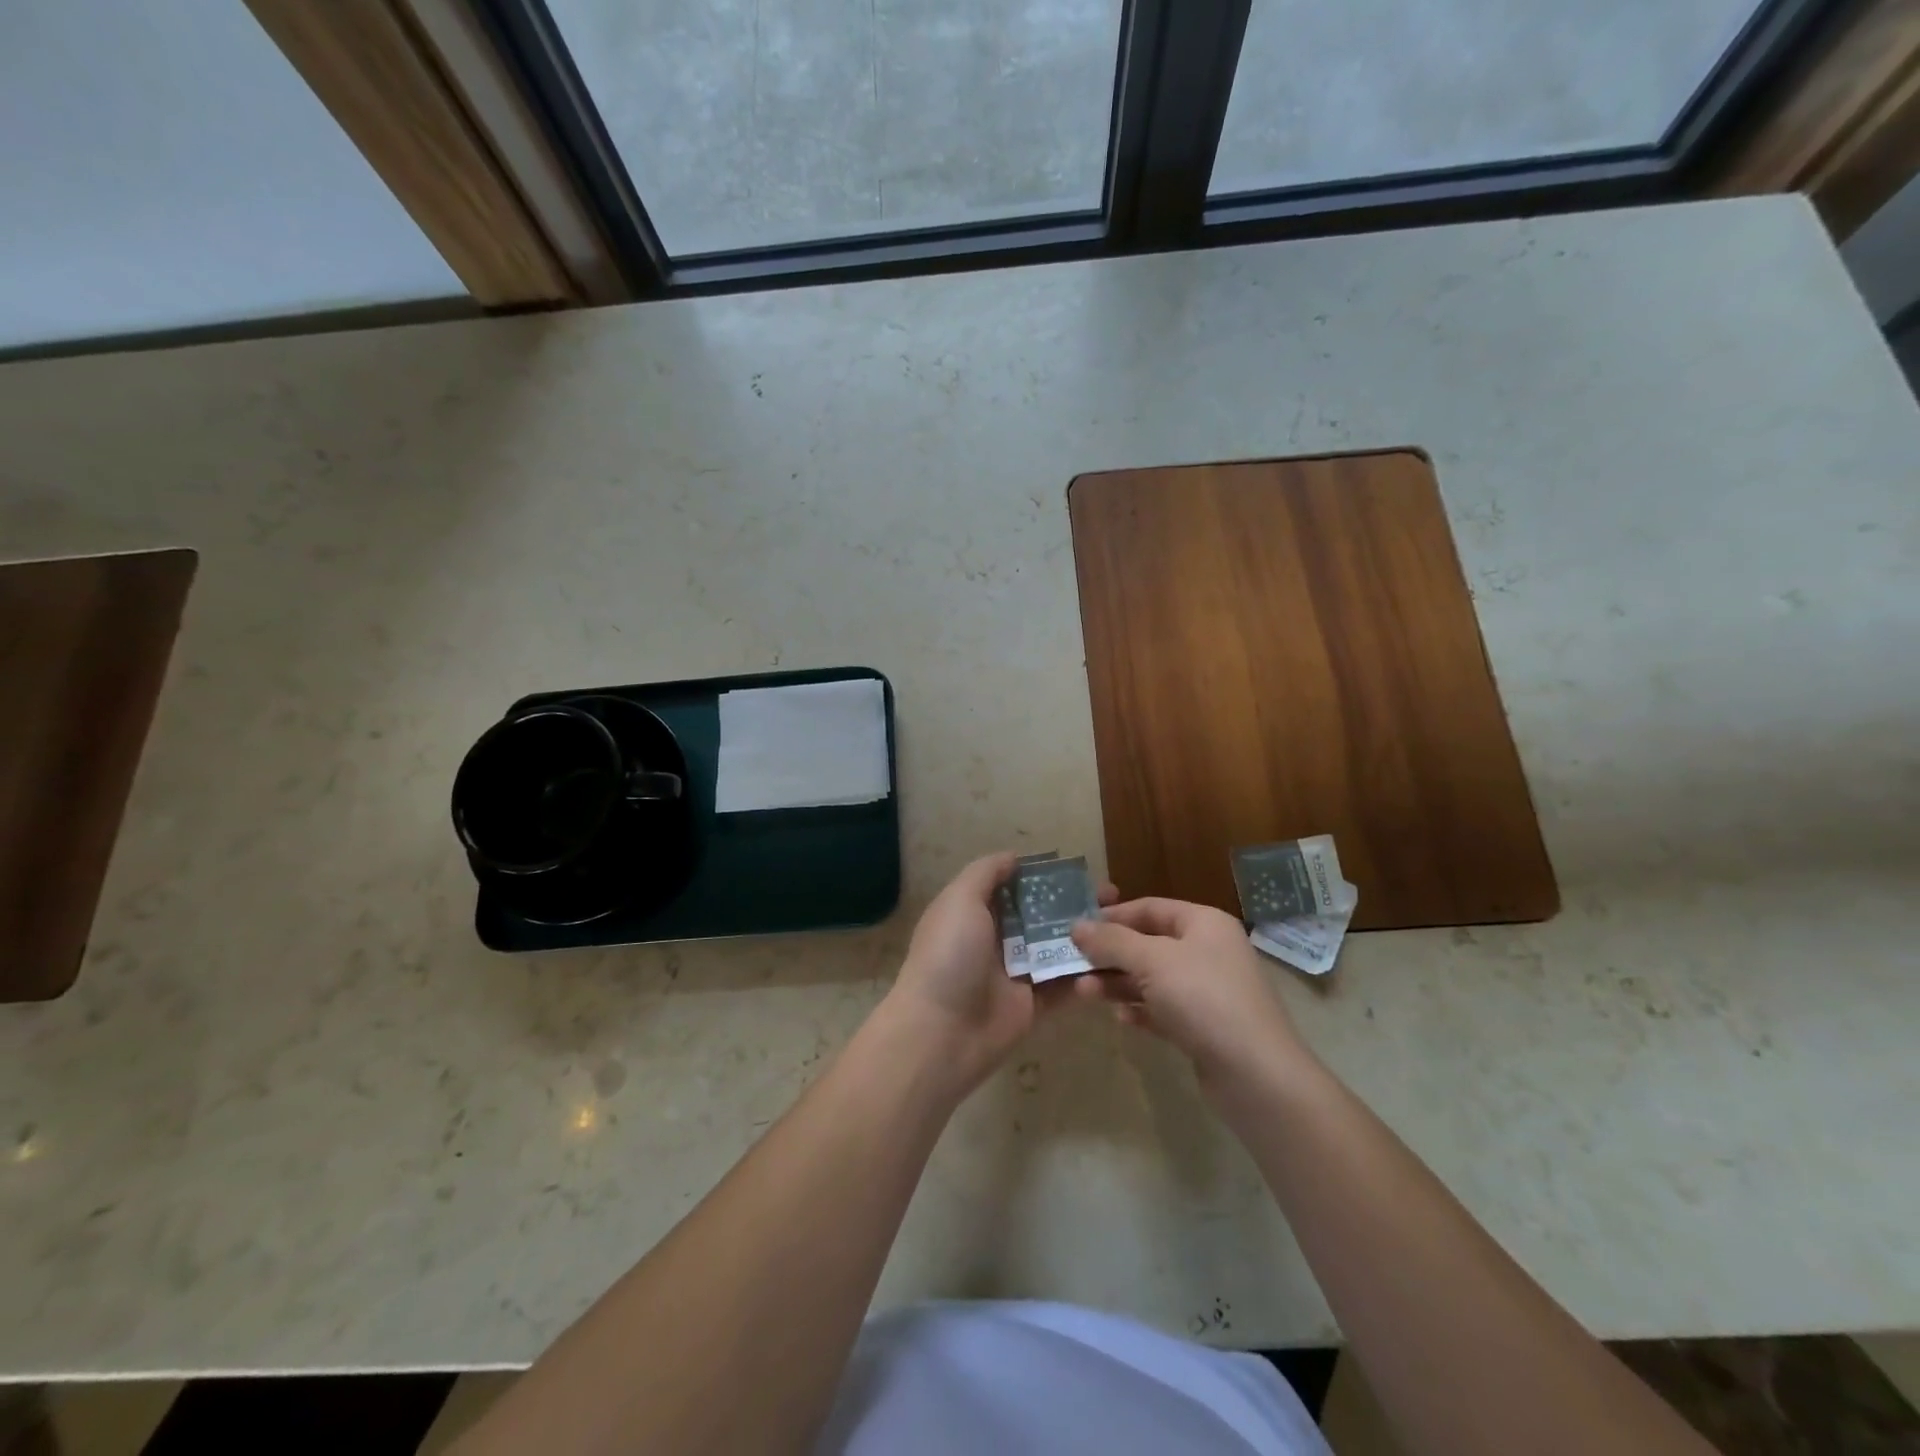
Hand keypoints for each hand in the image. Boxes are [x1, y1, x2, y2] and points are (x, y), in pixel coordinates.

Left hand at [882, 852, 1115, 1092]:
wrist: (941, 1032)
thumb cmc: (949, 956)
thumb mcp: (960, 900)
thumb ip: (986, 873)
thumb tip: (1014, 857)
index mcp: (976, 912)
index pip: (1016, 886)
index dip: (1046, 877)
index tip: (1081, 870)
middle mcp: (997, 939)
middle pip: (1042, 915)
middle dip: (1075, 904)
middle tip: (1114, 898)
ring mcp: (1016, 972)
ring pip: (1057, 948)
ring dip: (1087, 936)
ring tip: (1123, 926)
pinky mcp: (1033, 1005)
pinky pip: (1065, 985)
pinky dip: (1086, 974)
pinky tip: (1116, 960)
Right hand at [1070, 898, 1308, 1091]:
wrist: (1256, 1074)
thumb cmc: (1203, 999)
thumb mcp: (1151, 961)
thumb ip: (1111, 941)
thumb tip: (1077, 926)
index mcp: (1203, 923)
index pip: (1149, 908)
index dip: (1111, 916)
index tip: (1076, 929)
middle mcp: (1208, 950)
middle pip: (1148, 944)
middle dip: (1110, 955)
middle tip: (1074, 966)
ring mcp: (1209, 990)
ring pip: (1153, 978)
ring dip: (1119, 984)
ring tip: (1085, 994)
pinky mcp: (1206, 1026)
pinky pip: (1165, 1009)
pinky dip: (1141, 1010)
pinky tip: (1122, 1019)